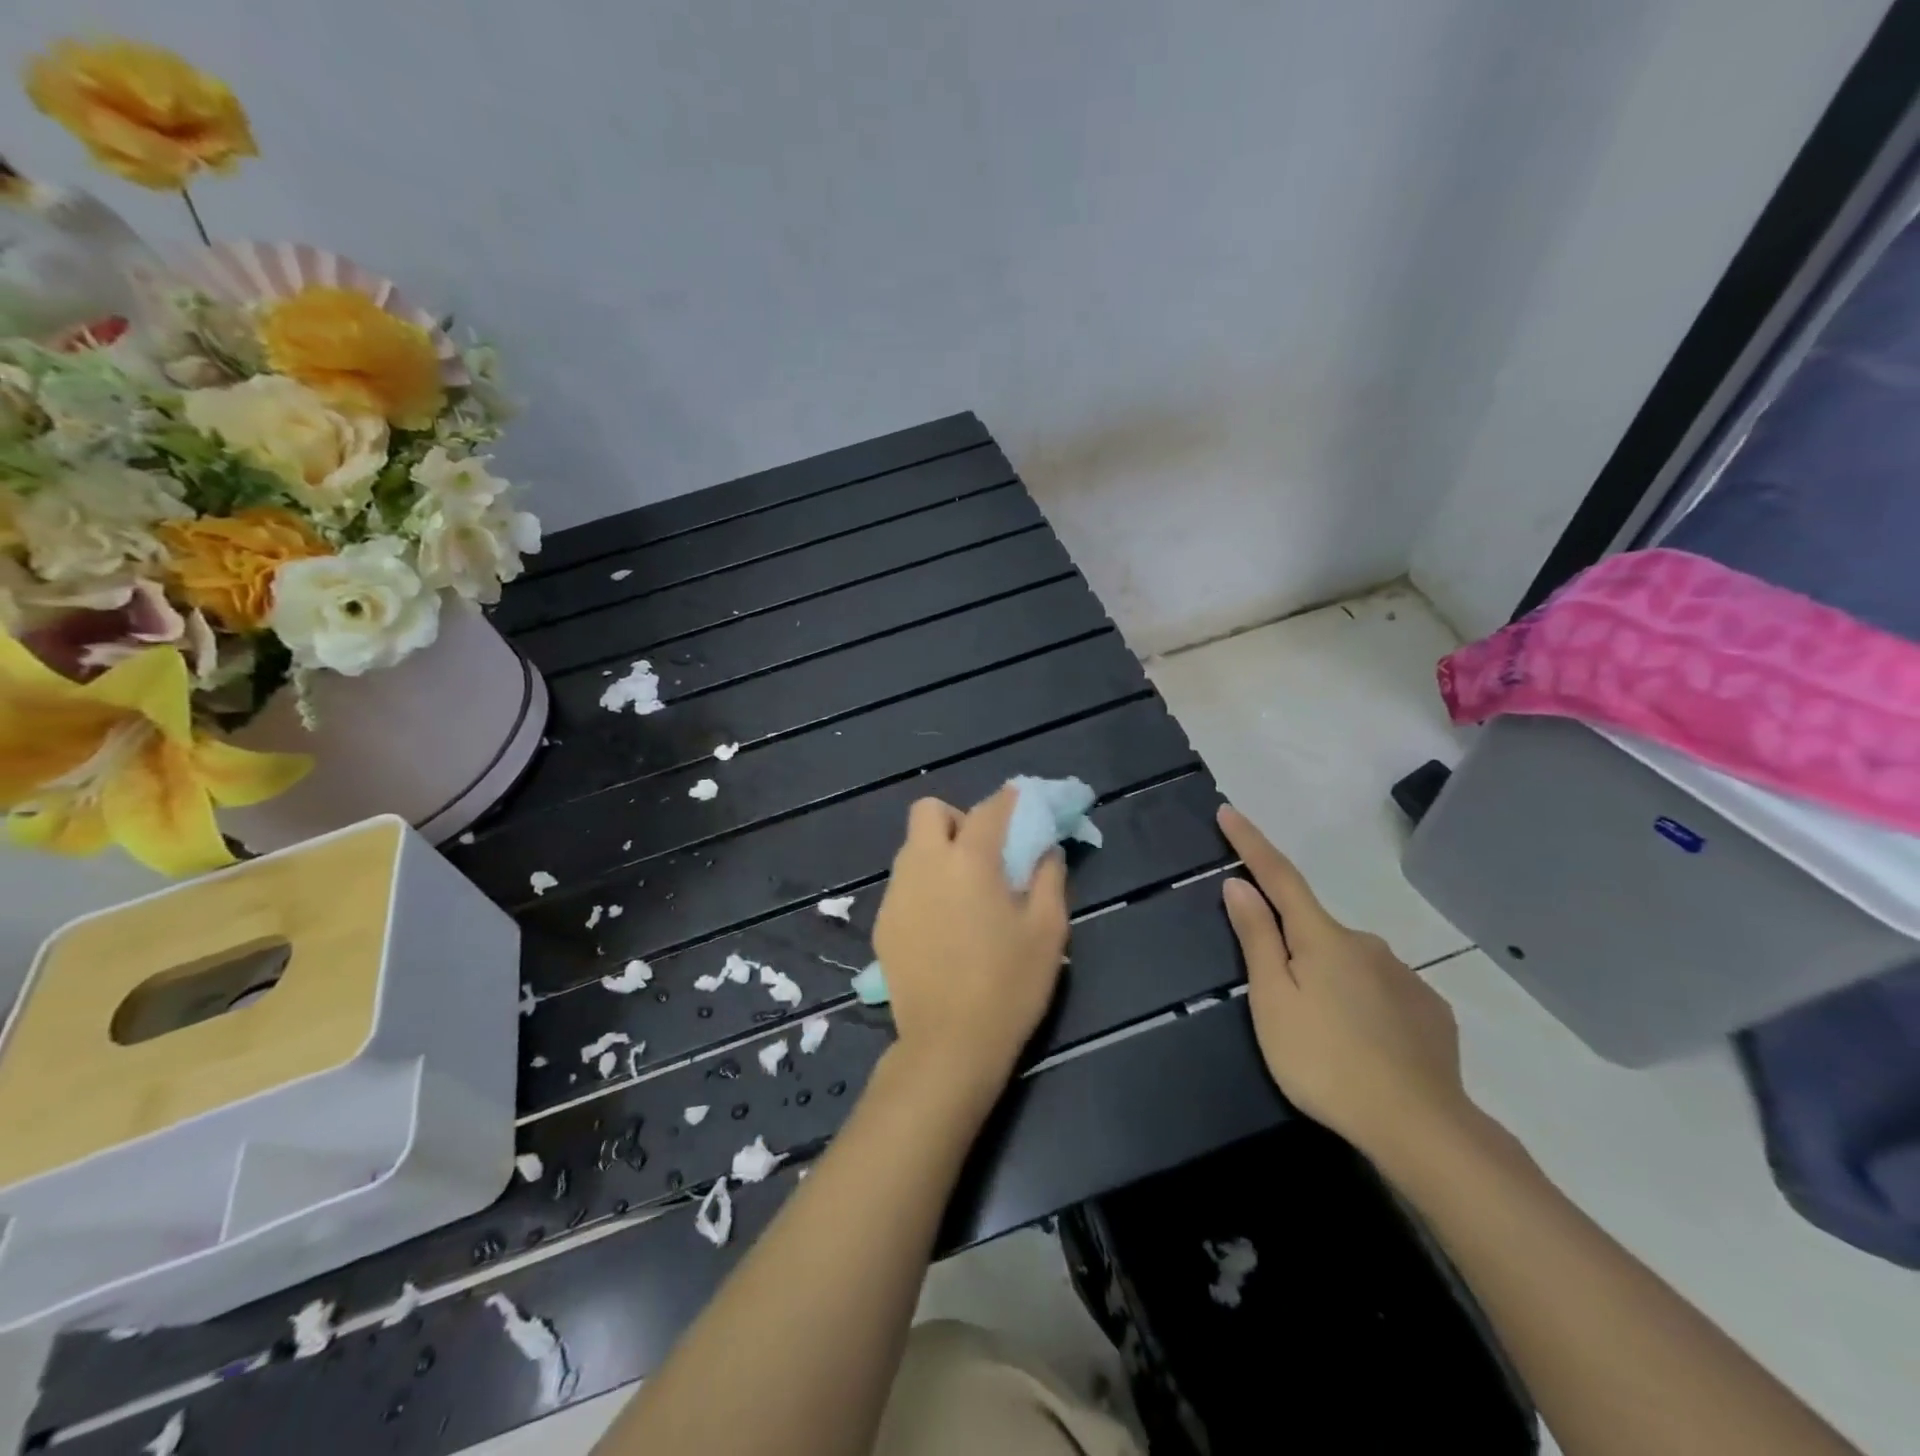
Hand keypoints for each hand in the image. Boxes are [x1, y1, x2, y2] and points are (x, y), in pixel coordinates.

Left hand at [872, 787, 1069, 1104]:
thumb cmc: (1009, 985)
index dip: (1009, 800)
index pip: (989, 809)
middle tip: (982, 851)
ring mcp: (897, 893)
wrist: (949, 1044)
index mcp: (969, 860)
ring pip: (911, 848)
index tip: (1023, 803)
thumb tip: (1046, 848)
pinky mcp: (883, 922)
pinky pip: (903, 884)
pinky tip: (941, 924)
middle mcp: (924, 864)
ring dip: (937, 851)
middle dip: (956, 818)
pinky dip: (923, 886)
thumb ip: (1049, 877)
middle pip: (929, 811)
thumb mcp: (1048, 930)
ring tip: (962, 891)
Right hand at [1216, 804, 1477, 1163]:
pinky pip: (1381, 992)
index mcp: (1322, 937)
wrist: (1421, 1128)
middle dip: (1292, 949)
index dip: (1250, 843)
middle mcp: (1366, 943)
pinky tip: (1365, 1046)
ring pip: (1349, 964)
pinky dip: (1363, 1005)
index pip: (1278, 875)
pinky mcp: (1430, 1010)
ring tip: (1324, 1038)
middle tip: (1283, 1005)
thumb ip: (1257, 939)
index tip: (1229, 810)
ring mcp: (1404, 976)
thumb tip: (1239, 885)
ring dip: (1329, 982)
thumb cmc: (1325, 1061)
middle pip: (1314, 930)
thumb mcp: (1273, 1001)